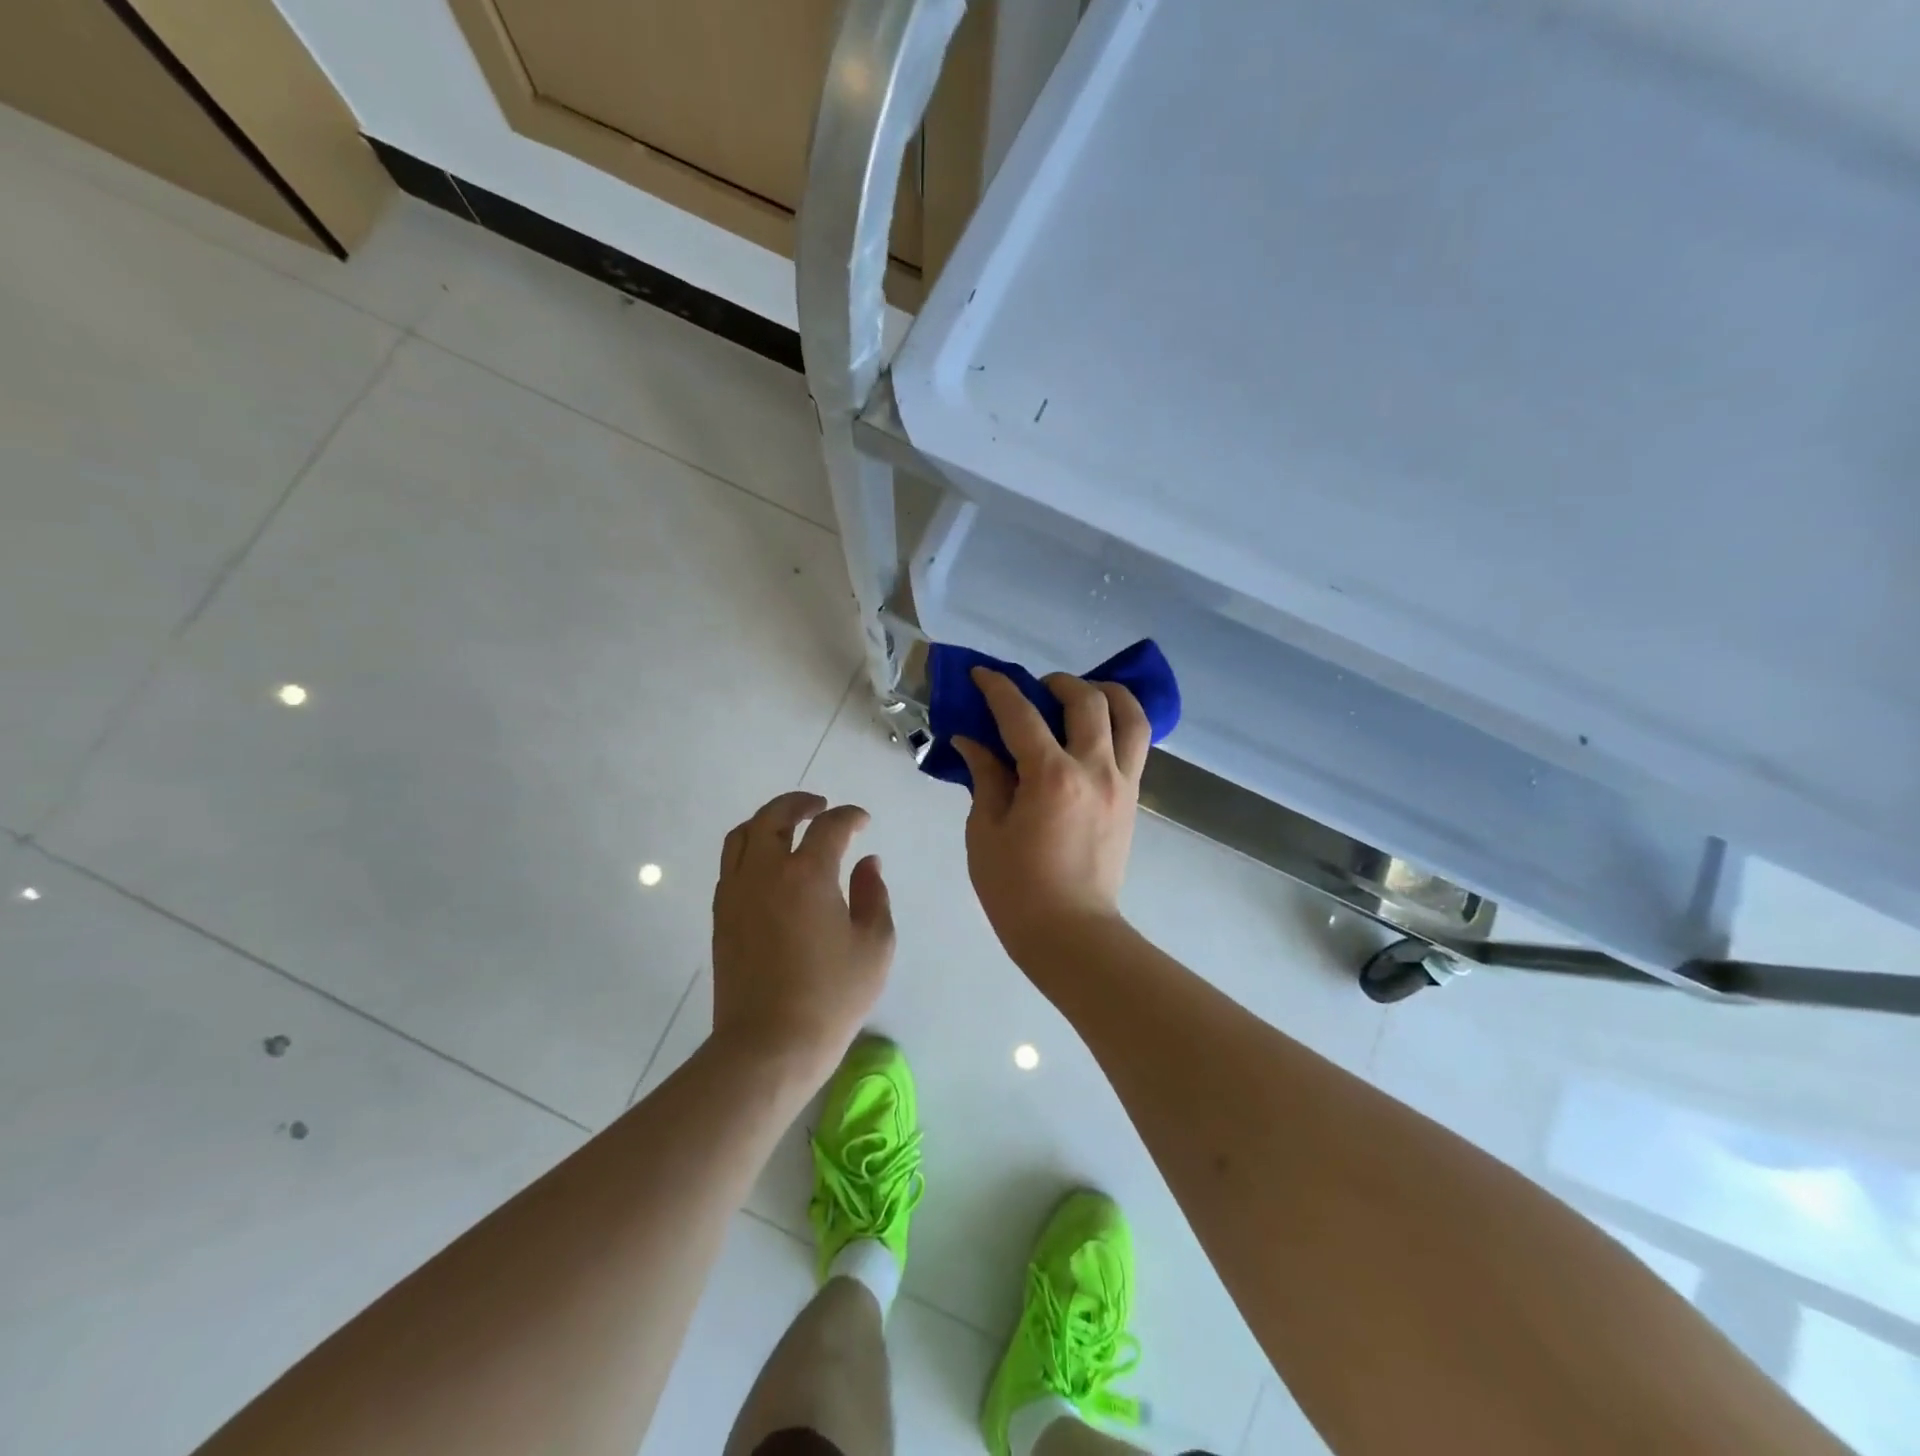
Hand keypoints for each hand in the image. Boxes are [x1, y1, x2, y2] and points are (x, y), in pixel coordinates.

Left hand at [711, 792, 894, 1080]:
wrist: (768, 1045)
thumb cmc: (831, 996)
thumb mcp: (874, 945)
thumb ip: (873, 895)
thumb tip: (867, 863)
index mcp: (807, 874)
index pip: (829, 826)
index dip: (850, 817)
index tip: (863, 822)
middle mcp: (765, 871)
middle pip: (775, 816)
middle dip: (801, 803)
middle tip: (821, 806)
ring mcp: (736, 892)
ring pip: (743, 835)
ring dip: (768, 820)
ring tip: (790, 826)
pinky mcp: (721, 915)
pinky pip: (731, 863)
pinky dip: (751, 848)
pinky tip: (769, 864)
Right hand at [951, 669, 1149, 968]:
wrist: (1071, 933)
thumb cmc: (1017, 888)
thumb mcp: (985, 831)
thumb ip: (984, 777)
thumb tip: (970, 740)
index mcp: (1051, 777)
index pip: (1021, 714)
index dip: (998, 688)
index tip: (982, 674)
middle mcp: (1095, 769)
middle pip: (1088, 700)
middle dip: (1057, 683)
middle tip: (1033, 691)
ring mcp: (1122, 783)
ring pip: (1131, 716)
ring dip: (1106, 693)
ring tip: (1081, 696)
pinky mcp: (1133, 799)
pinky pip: (1137, 746)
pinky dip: (1120, 724)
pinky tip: (1096, 732)